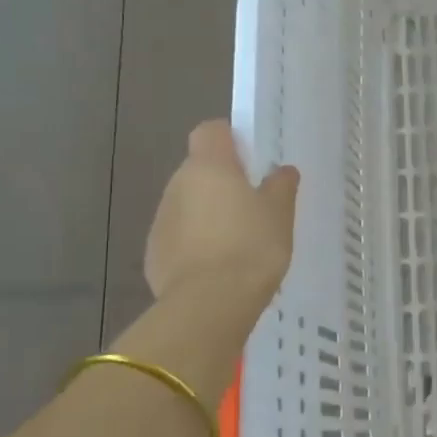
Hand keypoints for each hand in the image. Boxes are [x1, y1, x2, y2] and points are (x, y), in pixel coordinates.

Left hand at [144, 122, 298, 313]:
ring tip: (238, 242)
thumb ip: (281, 187)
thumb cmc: (252, 246)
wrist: (210, 304)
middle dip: (222, 183)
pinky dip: (196, 244)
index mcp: (209, 167)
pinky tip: (219, 267)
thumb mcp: (279, 214)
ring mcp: (161, 220)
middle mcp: (178, 185)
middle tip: (253, 206)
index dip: (230, 140)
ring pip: (188, 205)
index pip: (211, 131)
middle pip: (199, 170)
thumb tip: (282, 171)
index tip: (251, 159)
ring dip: (208, 214)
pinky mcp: (154, 254)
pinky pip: (179, 237)